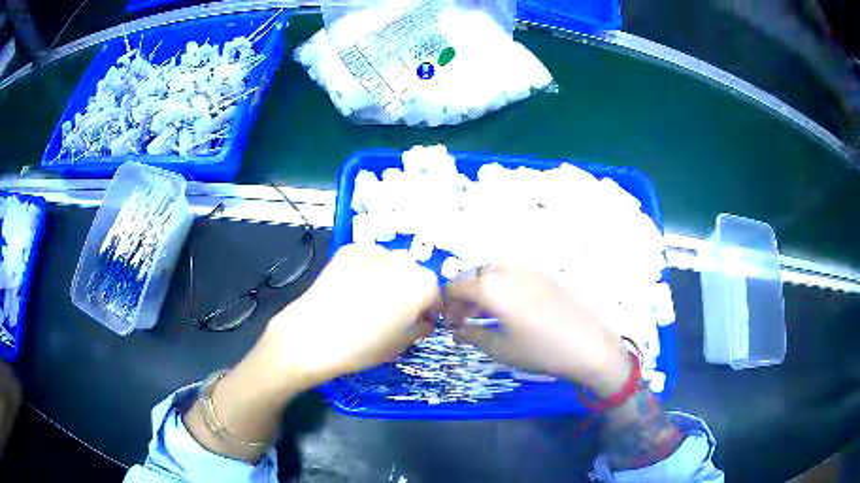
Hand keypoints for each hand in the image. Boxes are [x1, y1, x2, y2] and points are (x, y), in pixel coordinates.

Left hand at [267, 244, 438, 387]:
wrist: (312, 335)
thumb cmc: (361, 348)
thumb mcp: (399, 345)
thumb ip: (420, 328)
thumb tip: (424, 321)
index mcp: (420, 286)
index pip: (435, 291)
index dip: (430, 307)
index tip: (421, 320)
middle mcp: (402, 262)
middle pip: (414, 273)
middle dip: (411, 289)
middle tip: (396, 310)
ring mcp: (374, 252)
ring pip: (391, 262)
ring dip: (390, 276)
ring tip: (371, 296)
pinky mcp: (349, 250)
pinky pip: (368, 256)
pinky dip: (368, 268)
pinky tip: (355, 286)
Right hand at [445, 265, 630, 396]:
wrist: (589, 345)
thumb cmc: (541, 351)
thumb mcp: (501, 349)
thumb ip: (472, 335)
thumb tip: (456, 332)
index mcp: (492, 287)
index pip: (456, 286)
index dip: (446, 303)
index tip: (447, 321)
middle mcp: (508, 270)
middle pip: (475, 276)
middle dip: (465, 297)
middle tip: (465, 321)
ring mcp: (529, 269)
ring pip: (494, 272)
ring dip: (483, 290)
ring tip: (486, 316)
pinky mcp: (546, 275)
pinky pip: (514, 274)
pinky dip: (503, 287)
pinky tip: (510, 309)